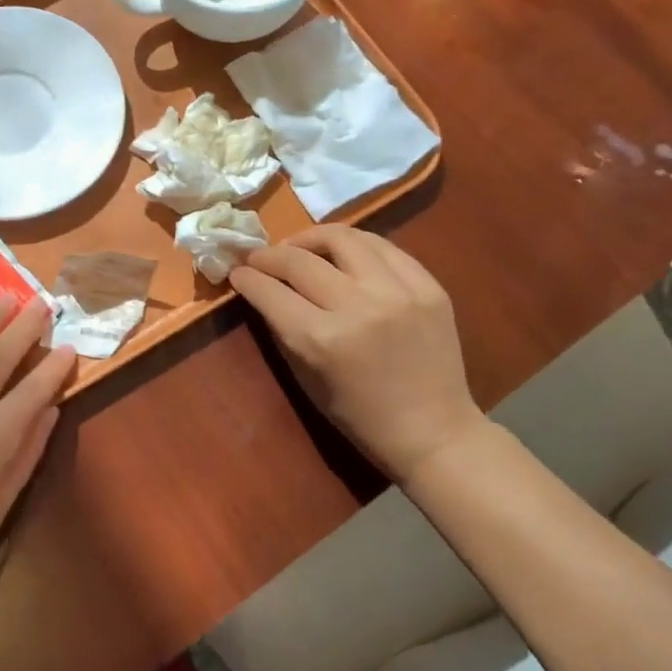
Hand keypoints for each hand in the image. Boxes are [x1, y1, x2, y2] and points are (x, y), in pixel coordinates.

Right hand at [230, 225, 486, 481]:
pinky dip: (354, 245)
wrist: (433, 432)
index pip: (270, 291)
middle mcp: (358, 306)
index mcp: (322, 339)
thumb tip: (262, 290)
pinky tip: (343, 254)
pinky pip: (383, 246)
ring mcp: (398, 292)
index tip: (238, 272)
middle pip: (299, 260)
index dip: (246, 277)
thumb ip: (282, 328)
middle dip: (269, 255)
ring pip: (342, 237)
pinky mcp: (428, 286)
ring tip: (300, 248)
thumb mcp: (305, 378)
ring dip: (310, 238)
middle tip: (259, 258)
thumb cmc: (359, 416)